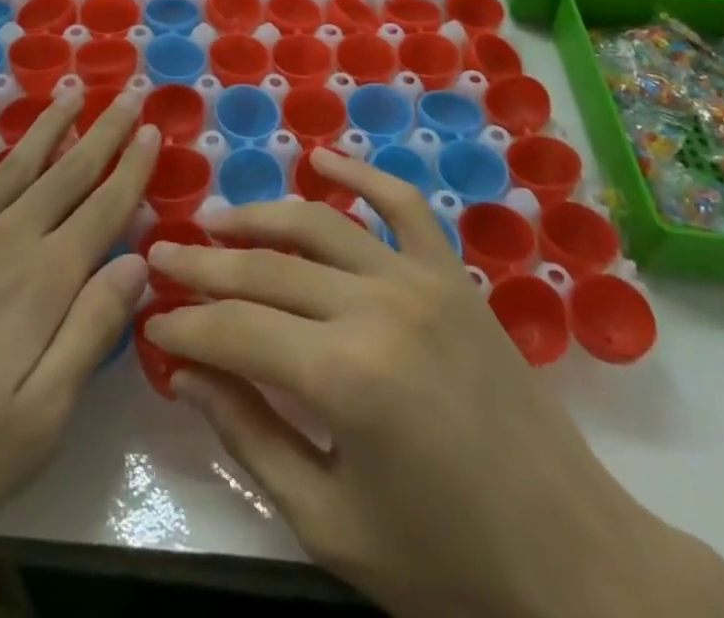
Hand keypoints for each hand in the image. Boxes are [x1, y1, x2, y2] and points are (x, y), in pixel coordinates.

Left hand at [0, 89, 158, 617]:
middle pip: (64, 175)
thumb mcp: (33, 425)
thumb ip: (89, 333)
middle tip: (127, 94)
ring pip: (9, 167)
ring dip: (43, 130)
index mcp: (40, 284)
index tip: (155, 129)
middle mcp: (0, 242)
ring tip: (68, 95)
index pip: (103, 211)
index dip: (133, 169)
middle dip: (102, 133)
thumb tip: (138, 262)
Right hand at [145, 148, 723, 617]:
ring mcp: (419, 280)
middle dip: (204, 266)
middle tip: (158, 255)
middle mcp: (377, 307)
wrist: (574, 562)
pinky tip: (322, 157)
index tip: (150, 319)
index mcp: (344, 378)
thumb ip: (251, 437)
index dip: (185, 325)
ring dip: (259, 216)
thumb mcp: (330, 523)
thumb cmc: (446, 566)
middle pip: (267, 269)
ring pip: (320, 224)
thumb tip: (187, 373)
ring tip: (214, 221)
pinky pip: (402, 205)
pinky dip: (360, 174)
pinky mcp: (453, 276)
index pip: (236, 331)